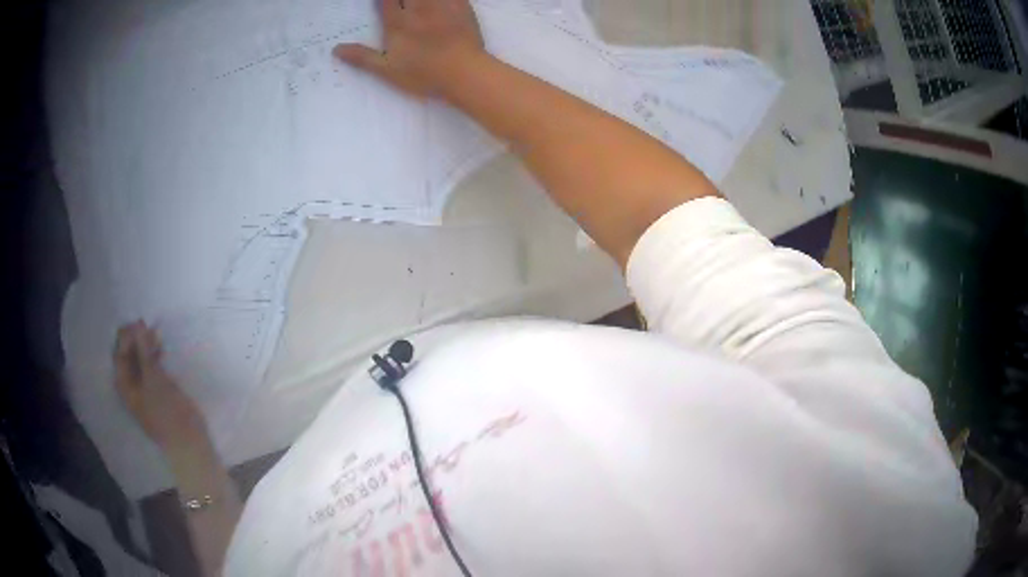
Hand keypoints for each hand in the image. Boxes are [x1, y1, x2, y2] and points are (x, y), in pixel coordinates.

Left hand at [113, 321, 209, 456]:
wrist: (189, 444)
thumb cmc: (167, 412)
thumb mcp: (154, 379)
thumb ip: (144, 352)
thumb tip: (138, 326)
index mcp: (124, 384)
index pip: (120, 352)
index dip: (128, 335)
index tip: (142, 322)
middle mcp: (130, 386)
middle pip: (128, 356)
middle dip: (137, 340)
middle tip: (151, 327)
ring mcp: (143, 390)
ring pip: (140, 361)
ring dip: (146, 347)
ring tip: (158, 336)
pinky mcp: (156, 393)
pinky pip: (150, 369)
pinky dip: (154, 358)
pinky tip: (162, 350)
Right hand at [333, 0, 485, 97]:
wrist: (464, 73)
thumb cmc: (423, 74)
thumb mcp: (387, 70)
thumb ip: (362, 57)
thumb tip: (335, 49)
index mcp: (397, 23)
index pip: (385, 0)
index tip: (381, 1)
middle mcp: (417, 9)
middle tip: (399, 2)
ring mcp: (440, 5)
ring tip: (416, 1)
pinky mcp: (462, 6)